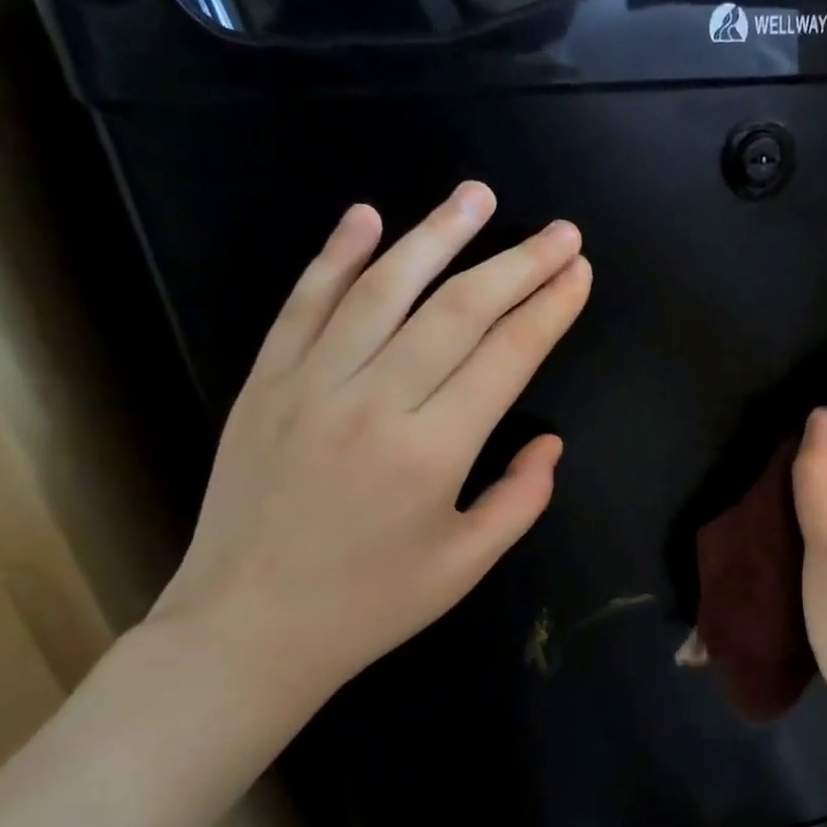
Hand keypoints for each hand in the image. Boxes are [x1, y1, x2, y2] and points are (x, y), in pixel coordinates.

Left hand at [150, 181, 590, 704]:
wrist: (246, 630)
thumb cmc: (369, 605)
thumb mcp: (467, 564)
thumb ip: (520, 498)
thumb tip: (550, 443)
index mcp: (432, 452)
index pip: (507, 357)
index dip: (550, 309)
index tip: (580, 272)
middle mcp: (373, 403)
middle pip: (458, 311)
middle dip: (518, 264)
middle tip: (560, 231)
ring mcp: (310, 386)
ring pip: (382, 290)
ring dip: (436, 236)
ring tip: (477, 196)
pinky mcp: (265, 384)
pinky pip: (304, 305)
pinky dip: (336, 256)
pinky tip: (367, 217)